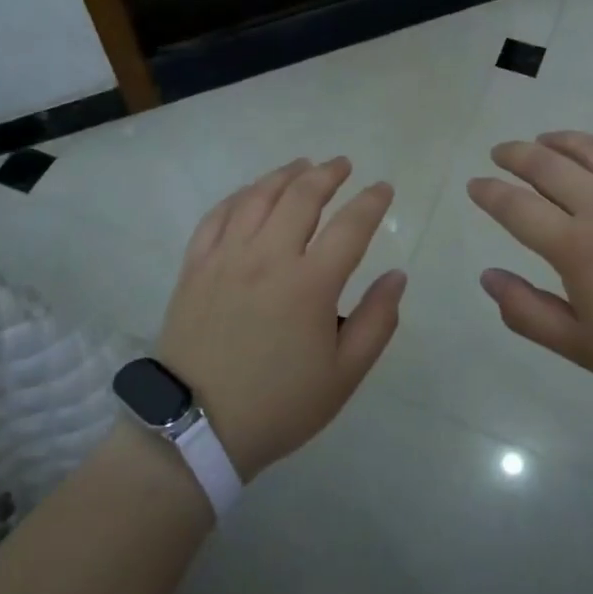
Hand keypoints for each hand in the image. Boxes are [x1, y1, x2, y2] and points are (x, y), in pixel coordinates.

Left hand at [156, 157, 404, 478]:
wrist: (197, 428)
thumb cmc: (279, 404)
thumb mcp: (344, 375)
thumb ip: (377, 321)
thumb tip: (396, 275)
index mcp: (310, 284)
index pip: (350, 226)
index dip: (372, 202)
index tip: (384, 188)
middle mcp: (268, 257)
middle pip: (301, 196)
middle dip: (328, 174)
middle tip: (343, 165)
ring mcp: (226, 257)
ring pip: (258, 197)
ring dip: (284, 175)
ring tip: (302, 166)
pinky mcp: (196, 266)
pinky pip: (218, 215)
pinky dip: (240, 196)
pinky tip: (252, 193)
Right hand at [467, 132, 592, 402]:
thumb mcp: (583, 347)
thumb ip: (526, 312)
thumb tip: (487, 276)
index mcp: (576, 246)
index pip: (515, 206)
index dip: (488, 192)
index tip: (475, 186)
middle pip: (546, 165)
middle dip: (514, 155)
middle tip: (500, 154)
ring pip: (589, 148)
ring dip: (557, 140)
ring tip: (541, 142)